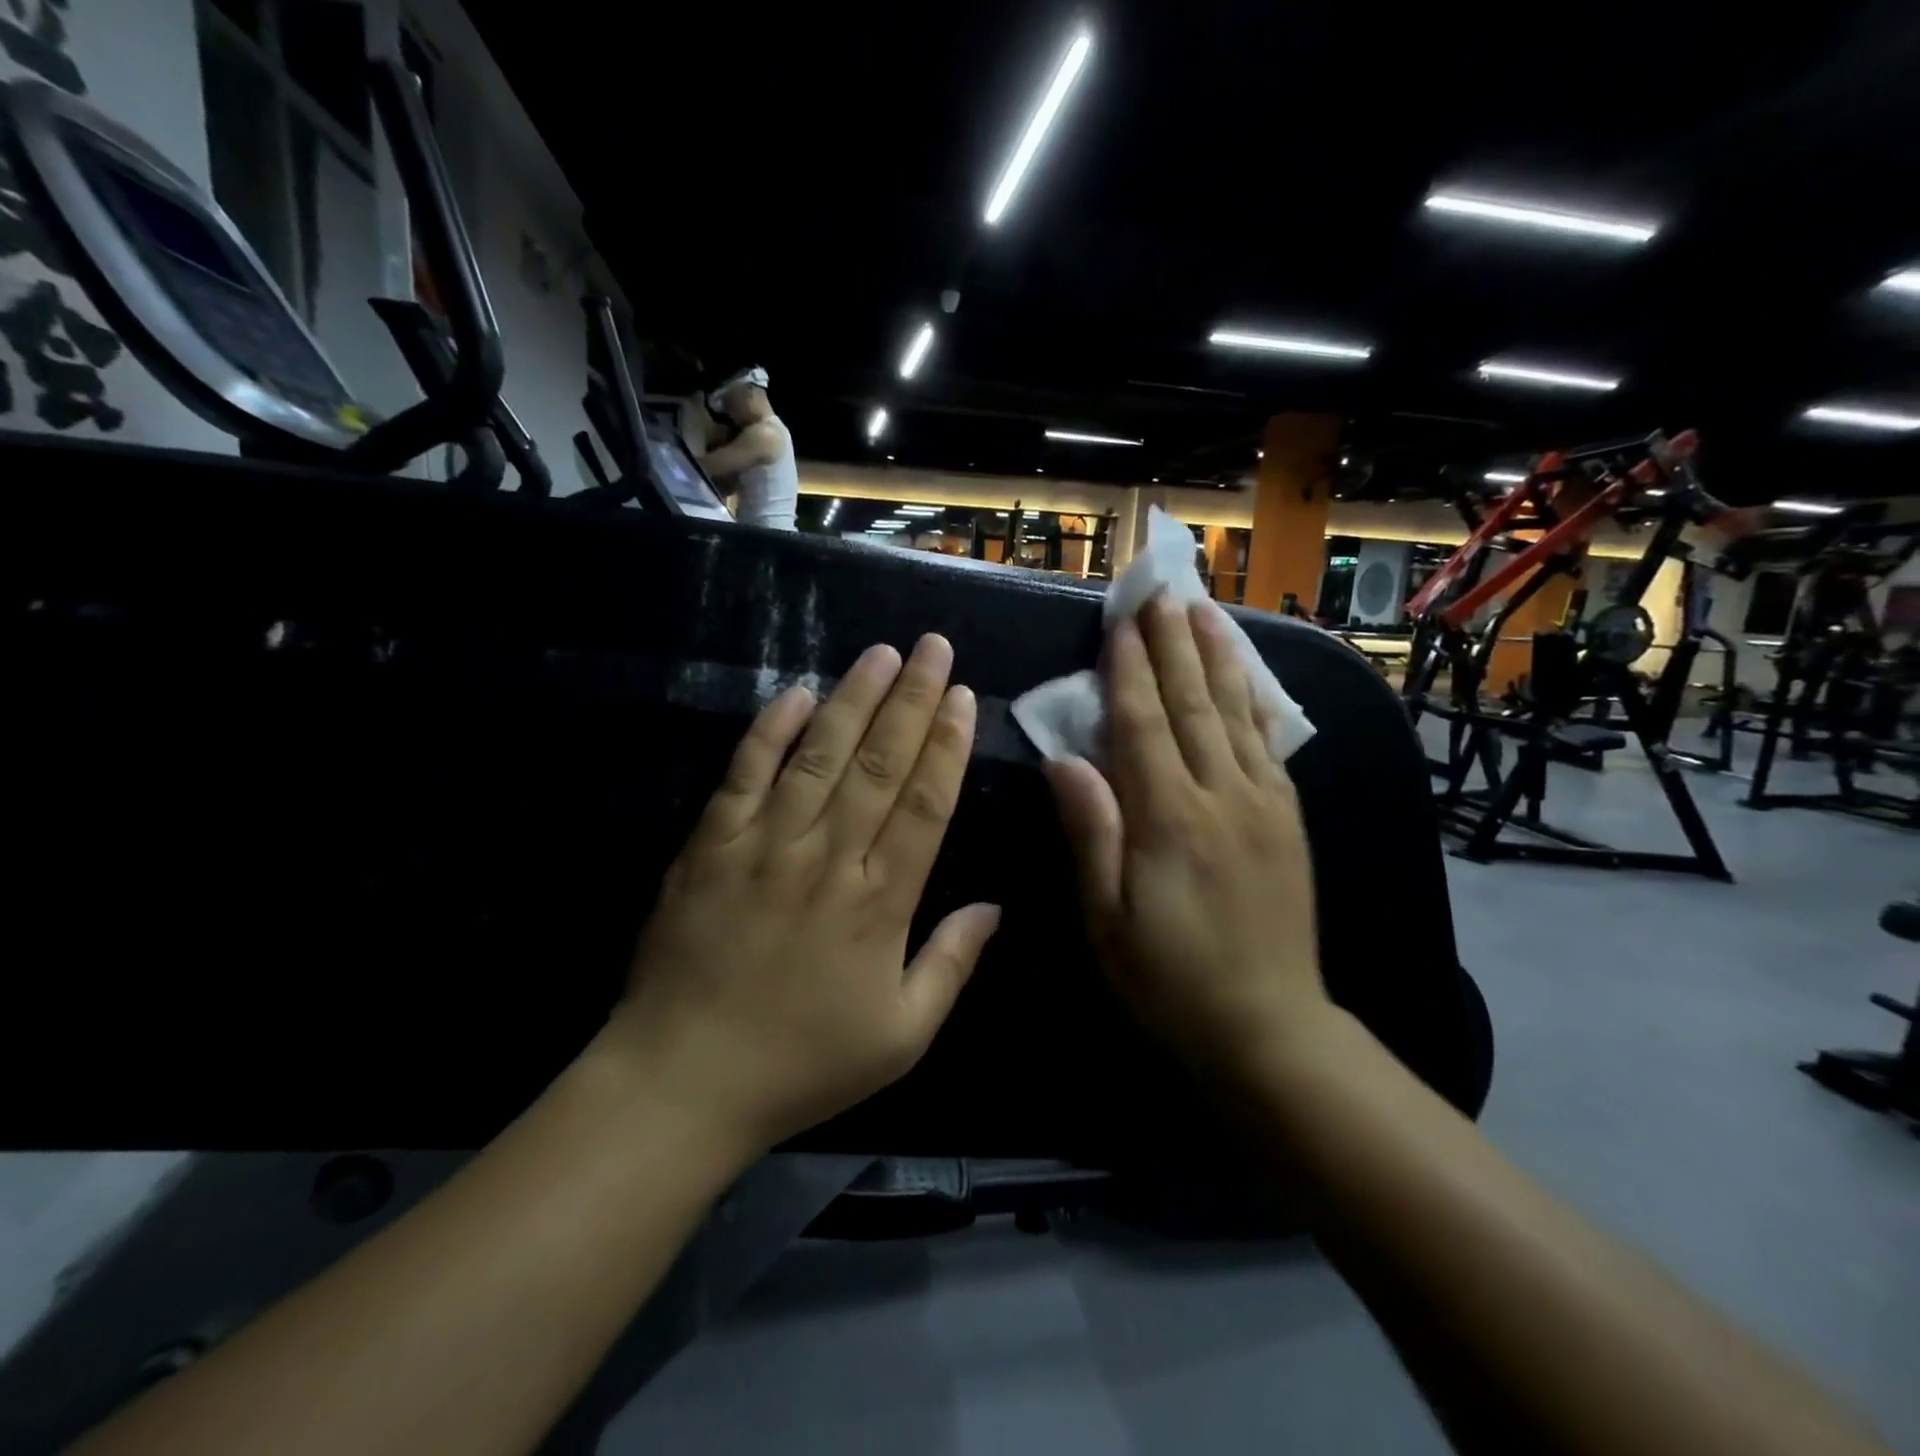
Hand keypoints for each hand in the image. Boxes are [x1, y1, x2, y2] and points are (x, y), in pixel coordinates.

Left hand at [605, 635, 999, 1152]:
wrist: (683, 1080)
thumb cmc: (802, 1063)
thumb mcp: (901, 1036)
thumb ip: (952, 964)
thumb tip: (995, 906)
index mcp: (880, 902)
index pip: (924, 803)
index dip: (946, 745)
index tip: (962, 696)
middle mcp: (828, 858)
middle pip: (878, 764)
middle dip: (912, 700)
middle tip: (933, 647)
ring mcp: (764, 845)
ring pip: (818, 755)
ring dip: (852, 699)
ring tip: (880, 654)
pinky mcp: (710, 845)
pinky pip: (744, 775)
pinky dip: (769, 732)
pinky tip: (794, 694)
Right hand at [1045, 597, 1330, 1085]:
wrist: (1267, 1026)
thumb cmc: (1168, 978)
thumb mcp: (1106, 918)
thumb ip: (1090, 832)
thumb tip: (1063, 760)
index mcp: (1169, 820)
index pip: (1143, 725)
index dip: (1130, 670)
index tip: (1122, 621)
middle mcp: (1221, 796)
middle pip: (1192, 704)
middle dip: (1173, 644)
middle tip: (1161, 592)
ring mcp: (1264, 803)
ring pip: (1236, 713)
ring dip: (1217, 656)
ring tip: (1204, 610)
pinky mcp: (1288, 818)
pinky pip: (1268, 742)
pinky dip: (1253, 699)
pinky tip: (1245, 675)